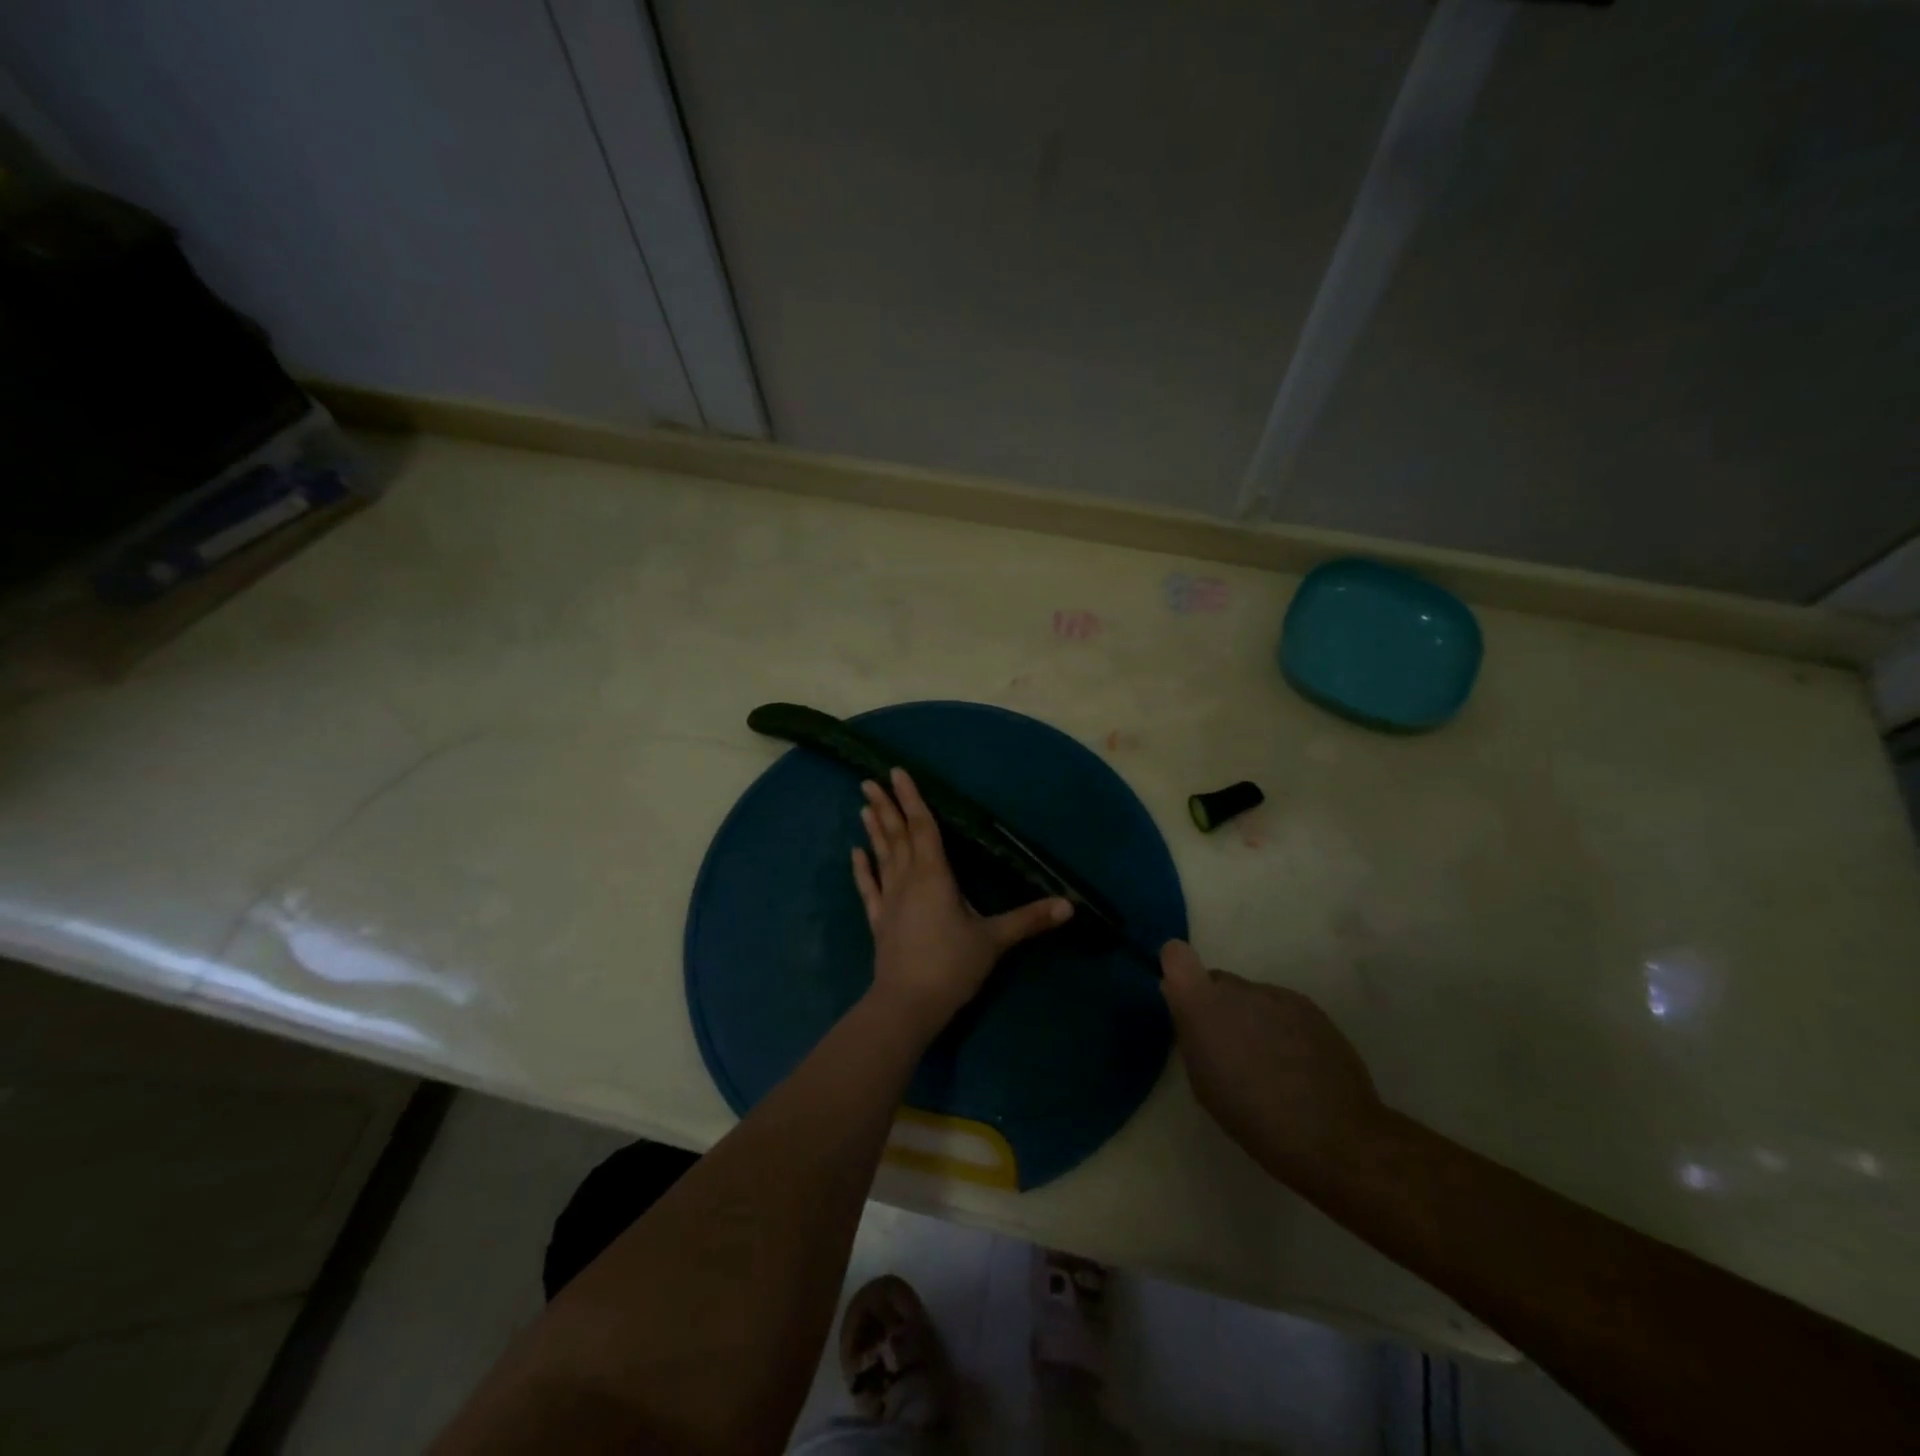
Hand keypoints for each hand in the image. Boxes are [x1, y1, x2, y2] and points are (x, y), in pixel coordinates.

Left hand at [852, 768, 1072, 1036]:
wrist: (908, 1004)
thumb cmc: (952, 965)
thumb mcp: (995, 940)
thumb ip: (1029, 919)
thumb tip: (1069, 905)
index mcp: (934, 875)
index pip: (923, 828)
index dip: (912, 799)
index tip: (897, 773)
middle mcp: (908, 879)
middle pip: (897, 835)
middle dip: (886, 807)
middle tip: (869, 781)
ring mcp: (890, 900)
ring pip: (881, 856)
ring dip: (874, 831)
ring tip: (864, 806)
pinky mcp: (879, 921)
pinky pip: (869, 888)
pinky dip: (862, 870)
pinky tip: (854, 854)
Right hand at [1159, 940, 1383, 1177]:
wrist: (1334, 1136)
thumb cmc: (1253, 1118)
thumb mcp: (1203, 1082)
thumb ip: (1190, 1034)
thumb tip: (1183, 1005)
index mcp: (1203, 1005)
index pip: (1176, 955)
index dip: (1177, 970)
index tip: (1182, 997)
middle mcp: (1238, 988)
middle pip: (1218, 982)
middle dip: (1217, 1006)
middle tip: (1229, 1048)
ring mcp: (1277, 994)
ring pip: (1251, 996)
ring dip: (1251, 1017)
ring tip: (1268, 1061)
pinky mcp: (1310, 1006)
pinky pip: (1281, 1007)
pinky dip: (1280, 1026)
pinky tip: (1296, 1063)